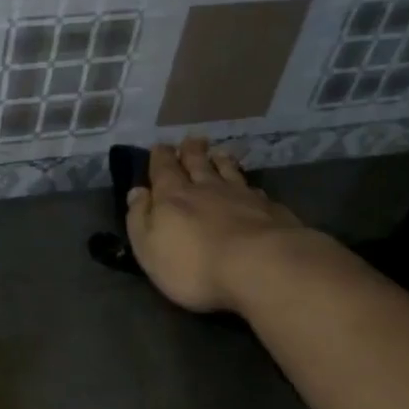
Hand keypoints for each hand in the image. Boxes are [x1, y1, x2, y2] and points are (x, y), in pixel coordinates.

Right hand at [125, 138, 304, 313]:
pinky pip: (255, 191)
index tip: (160, 146)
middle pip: (198, 164)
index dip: (161, 158)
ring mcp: (242, 197)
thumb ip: (140, 217)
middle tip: (191, 140)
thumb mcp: (148, 247)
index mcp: (172, 196)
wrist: (261, 267)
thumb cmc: (194, 264)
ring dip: (221, 162)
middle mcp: (207, 189)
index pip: (164, 170)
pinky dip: (248, 185)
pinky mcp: (271, 211)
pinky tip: (250, 187)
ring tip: (219, 153)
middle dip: (191, 152)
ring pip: (229, 173)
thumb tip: (137, 191)